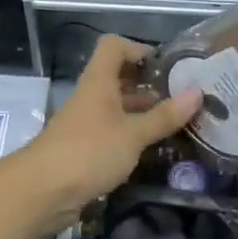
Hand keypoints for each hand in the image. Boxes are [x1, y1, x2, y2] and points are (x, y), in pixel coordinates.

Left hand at [14, 34, 201, 231]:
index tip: (166, 67)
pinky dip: (133, 137)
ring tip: (177, 125)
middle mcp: (91, 97)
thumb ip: (164, 116)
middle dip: (150, 86)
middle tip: (182, 99)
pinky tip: (154, 150)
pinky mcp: (84, 149)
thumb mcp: (133, 134)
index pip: (114, 47)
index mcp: (99, 82)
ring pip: (118, 108)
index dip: (138, 49)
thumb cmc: (89, 152)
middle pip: (119, 78)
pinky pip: (113, 134)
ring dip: (144, 114)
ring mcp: (86, 124)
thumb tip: (197, 92)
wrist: (40, 192)